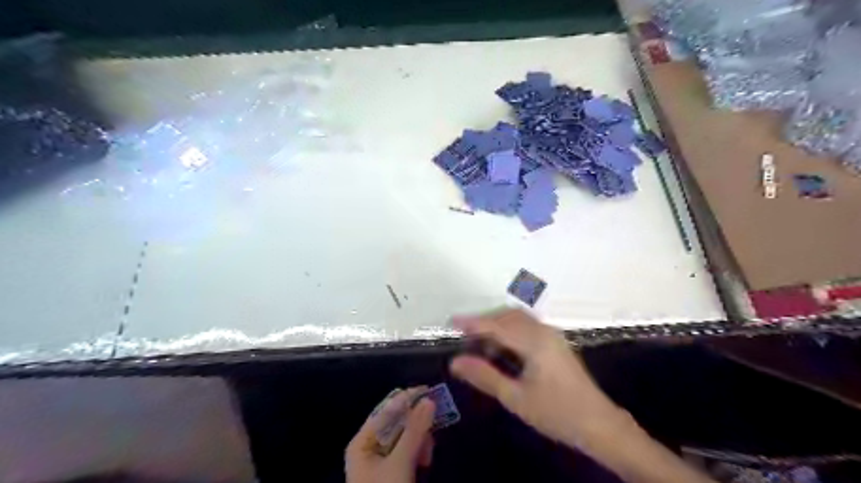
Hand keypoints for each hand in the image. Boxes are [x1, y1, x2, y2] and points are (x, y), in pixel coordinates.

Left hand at [346, 386, 437, 482]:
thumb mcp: (400, 464)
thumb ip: (414, 431)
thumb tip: (429, 400)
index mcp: (362, 441)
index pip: (385, 410)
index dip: (406, 399)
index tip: (429, 390)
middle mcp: (369, 446)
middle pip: (395, 421)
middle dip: (415, 422)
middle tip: (435, 420)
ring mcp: (381, 459)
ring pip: (405, 435)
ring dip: (419, 438)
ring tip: (428, 451)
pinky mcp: (393, 470)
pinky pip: (408, 449)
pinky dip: (418, 450)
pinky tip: (426, 458)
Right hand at [453, 311, 630, 450]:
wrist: (599, 424)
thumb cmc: (557, 413)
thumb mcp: (516, 398)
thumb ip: (485, 376)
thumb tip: (455, 362)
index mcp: (534, 342)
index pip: (497, 325)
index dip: (473, 322)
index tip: (452, 321)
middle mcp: (543, 331)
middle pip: (508, 316)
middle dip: (484, 321)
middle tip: (464, 337)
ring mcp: (552, 335)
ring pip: (518, 319)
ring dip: (497, 325)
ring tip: (479, 344)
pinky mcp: (555, 342)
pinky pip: (527, 326)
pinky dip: (509, 330)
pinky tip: (502, 349)